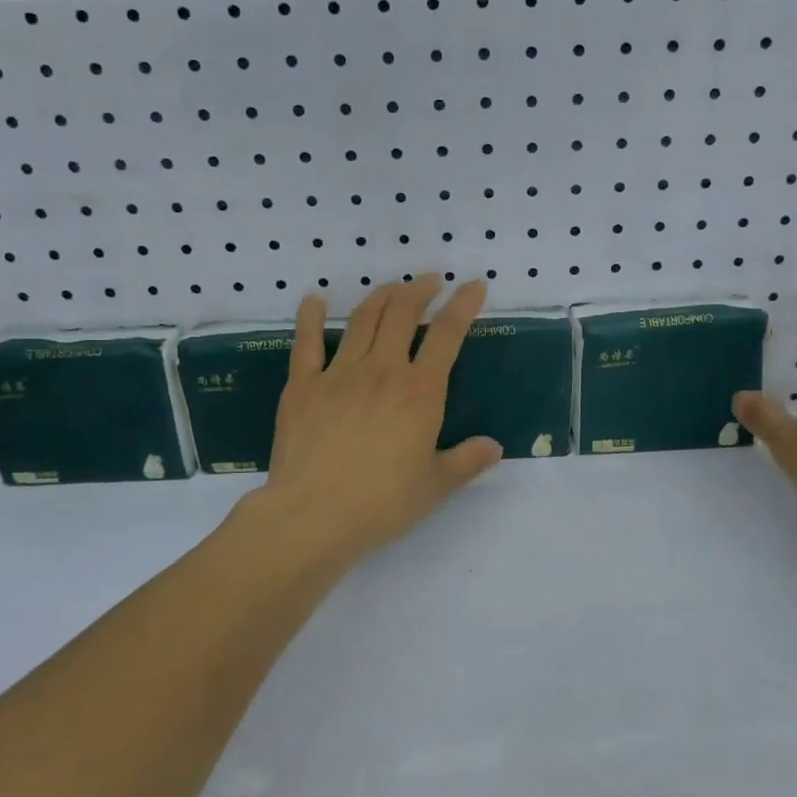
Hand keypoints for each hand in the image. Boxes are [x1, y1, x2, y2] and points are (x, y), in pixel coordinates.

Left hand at [241, 275, 502, 574]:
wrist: (313, 515)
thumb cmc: (382, 504)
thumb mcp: (435, 486)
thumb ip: (467, 462)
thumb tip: (494, 447)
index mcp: (420, 392)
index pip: (447, 335)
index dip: (463, 305)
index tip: (473, 285)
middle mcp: (382, 371)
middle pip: (403, 314)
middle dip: (420, 290)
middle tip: (430, 281)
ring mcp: (338, 374)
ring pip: (363, 319)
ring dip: (382, 296)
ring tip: (393, 288)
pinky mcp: (302, 385)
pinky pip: (307, 343)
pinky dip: (311, 317)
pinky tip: (315, 300)